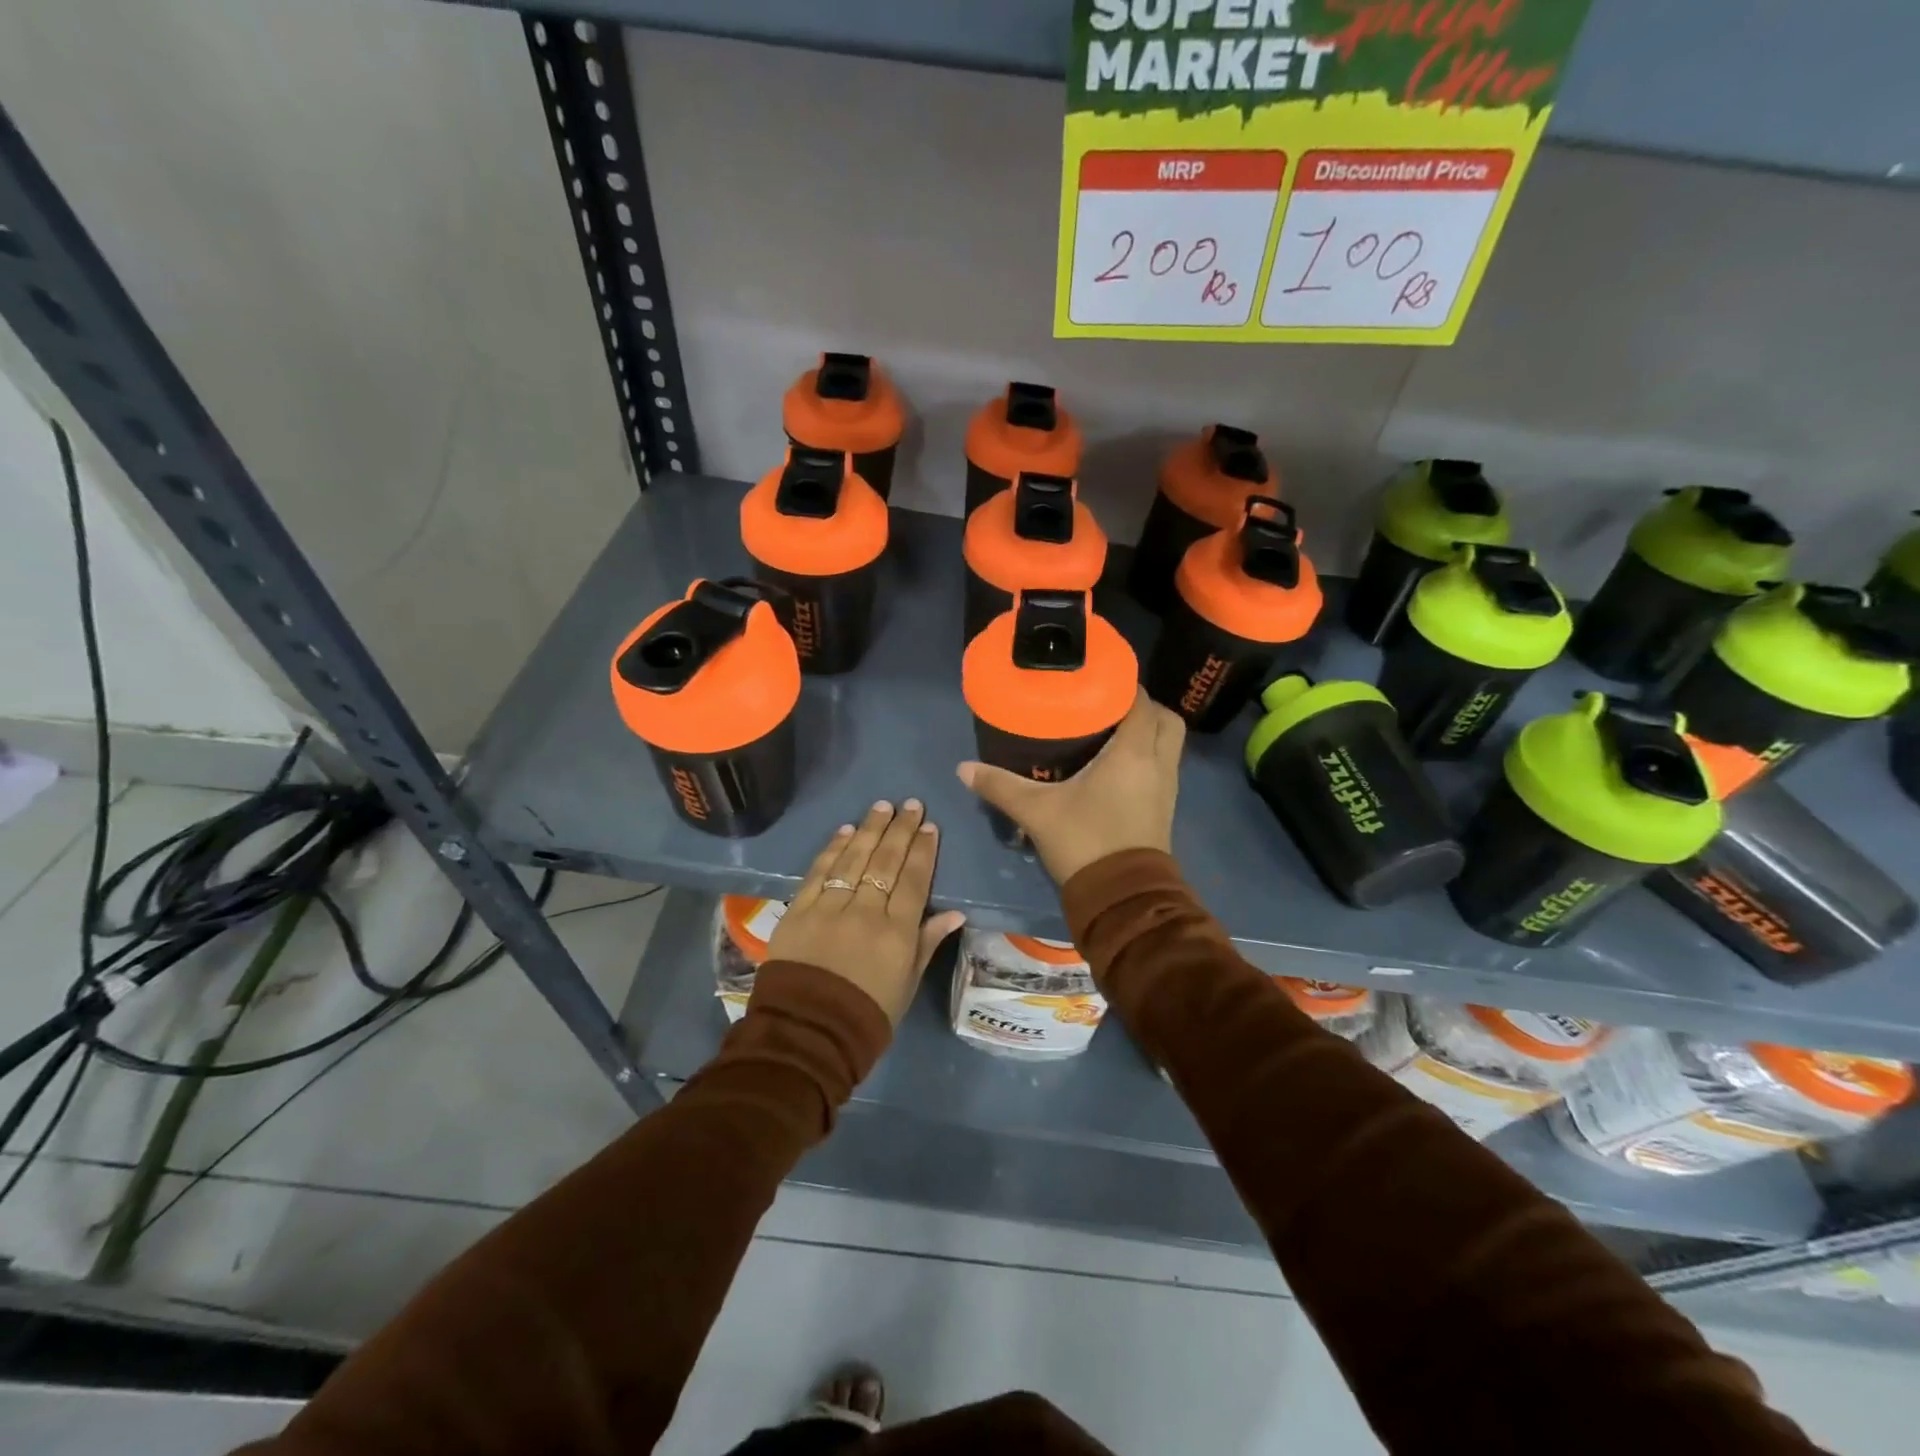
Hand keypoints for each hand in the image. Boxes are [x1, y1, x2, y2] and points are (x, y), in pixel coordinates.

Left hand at [765, 799, 966, 1023]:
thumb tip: (955, 913)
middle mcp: (865, 912)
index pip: (913, 880)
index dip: (922, 850)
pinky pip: (819, 872)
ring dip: (869, 830)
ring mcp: (829, 908)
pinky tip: (845, 831)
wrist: (808, 1033)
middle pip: (885, 862)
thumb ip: (927, 942)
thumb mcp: (907, 984)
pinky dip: (833, 849)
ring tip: (881, 806)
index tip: (929, 825)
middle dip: (900, 829)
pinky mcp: (799, 910)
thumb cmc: (867, 1014)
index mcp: (896, 933)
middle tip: (909, 803)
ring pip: (854, 860)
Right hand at [956, 690, 1183, 885]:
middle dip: (1143, 707)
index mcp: (1133, 752)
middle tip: (1107, 707)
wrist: (1121, 897)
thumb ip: (1000, 786)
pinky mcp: (1165, 808)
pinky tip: (1115, 765)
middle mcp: (1158, 763)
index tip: (1097, 679)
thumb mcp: (1036, 811)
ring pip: (1169, 743)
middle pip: (1165, 719)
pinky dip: (1147, 756)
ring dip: (1148, 732)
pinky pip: (1164, 766)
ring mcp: (1167, 787)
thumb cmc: (1084, 841)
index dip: (1123, 685)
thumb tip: (963, 768)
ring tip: (1110, 731)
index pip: (1140, 701)